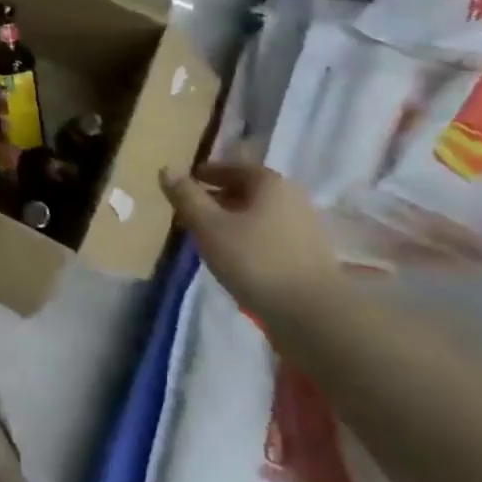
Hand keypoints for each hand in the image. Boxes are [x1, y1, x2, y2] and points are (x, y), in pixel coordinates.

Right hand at [160, 160, 341, 312]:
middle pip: (247, 191)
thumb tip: (167, 168)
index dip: (206, 174)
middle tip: (190, 214)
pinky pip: (270, 236)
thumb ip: (187, 197)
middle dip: (217, 199)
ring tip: (208, 239)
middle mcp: (292, 197)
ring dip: (232, 221)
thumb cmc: (256, 261)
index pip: (232, 167)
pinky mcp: (309, 255)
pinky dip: (249, 240)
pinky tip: (235, 259)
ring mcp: (305, 227)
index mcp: (270, 182)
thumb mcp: (209, 227)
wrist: (314, 315)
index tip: (185, 186)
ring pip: (258, 215)